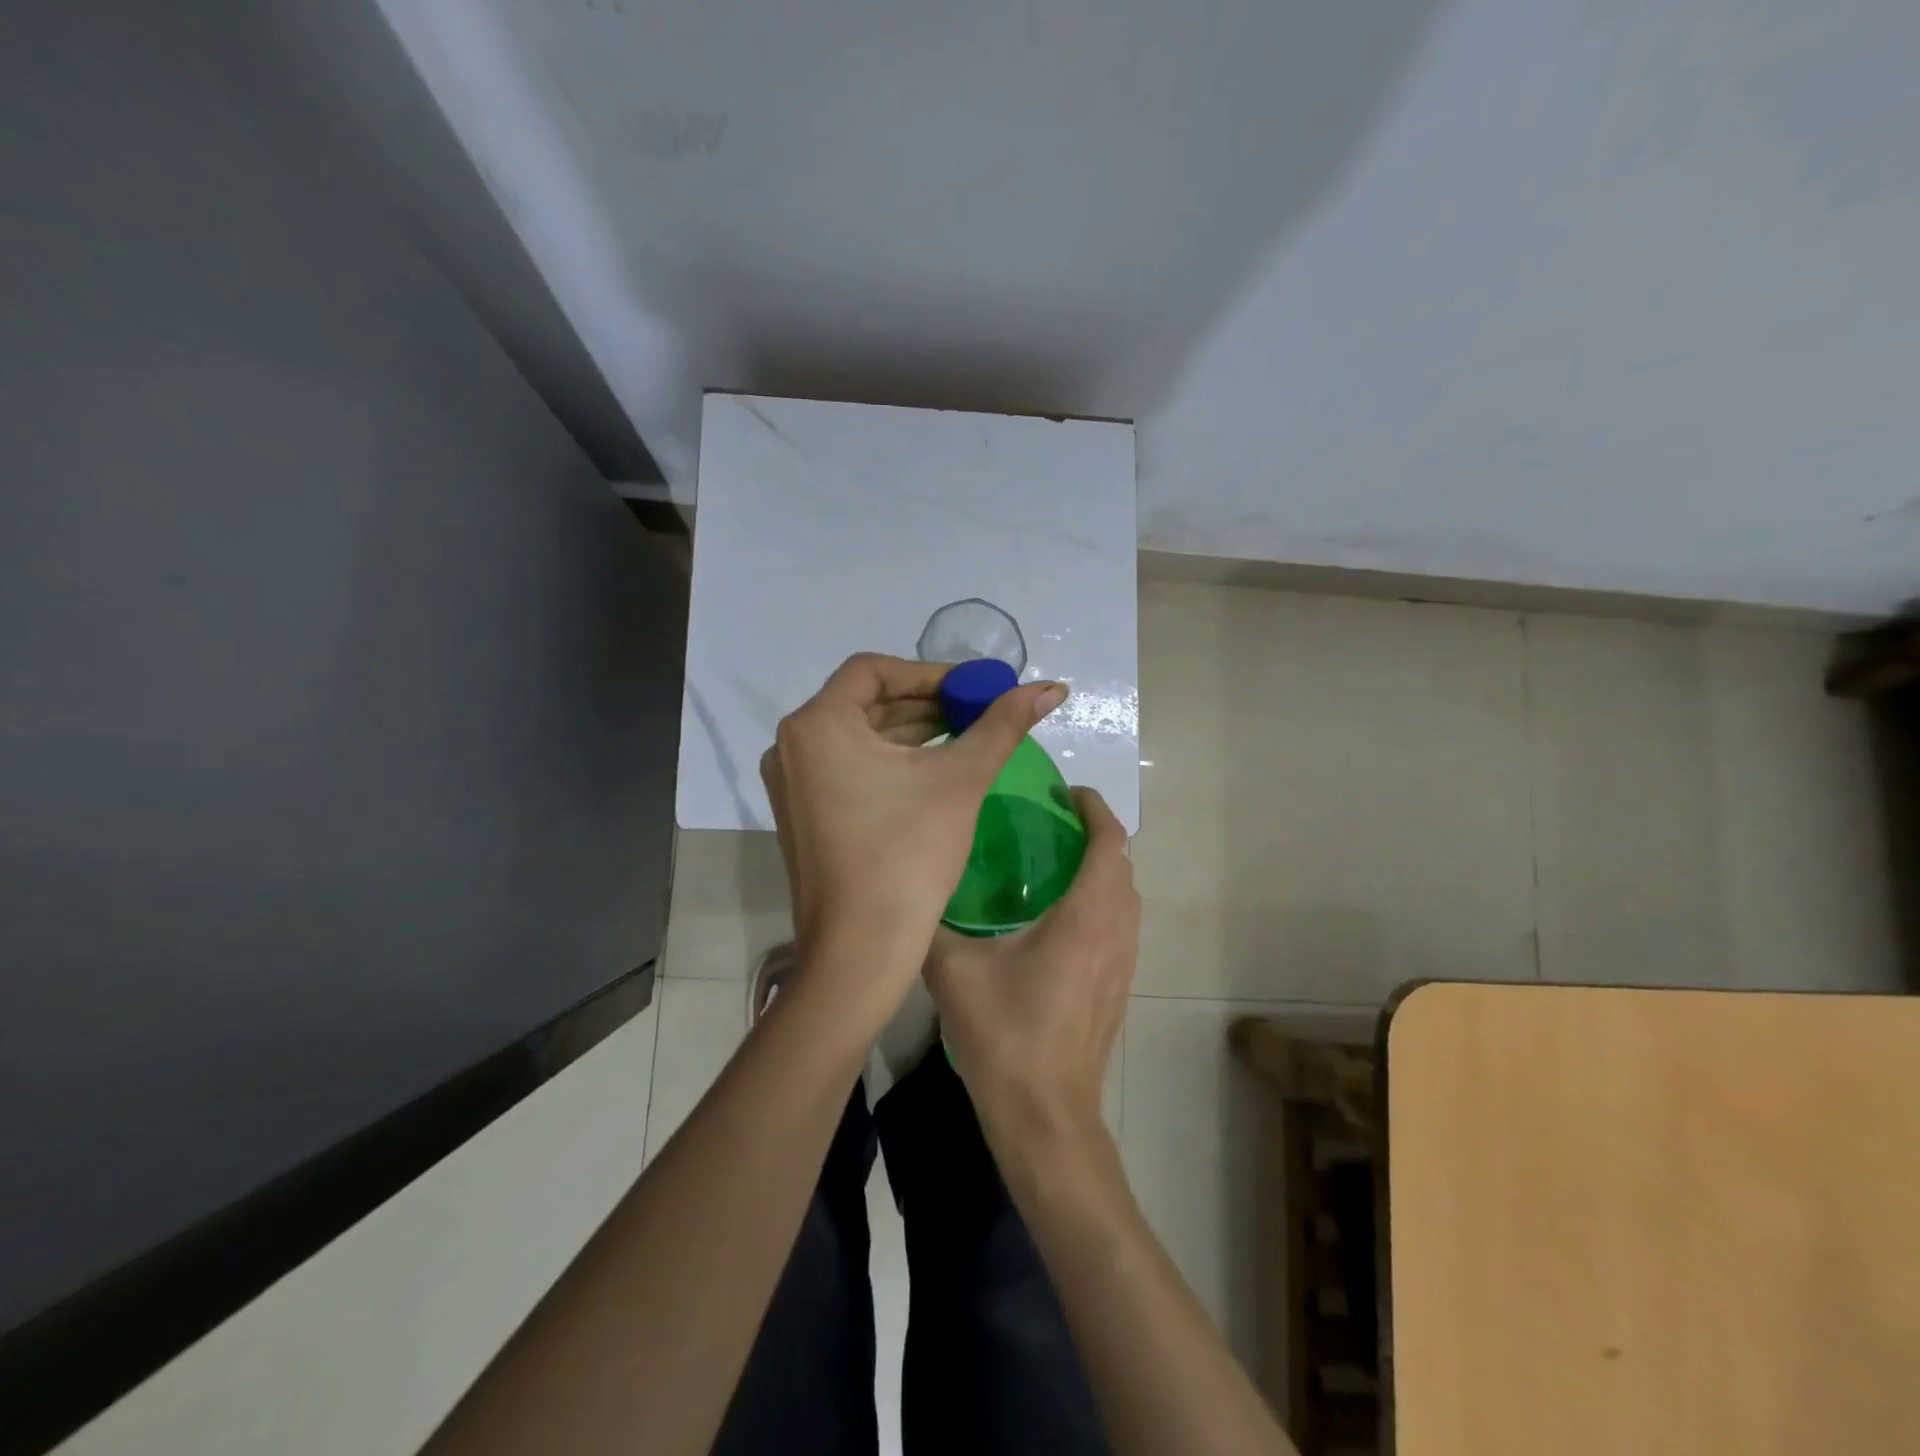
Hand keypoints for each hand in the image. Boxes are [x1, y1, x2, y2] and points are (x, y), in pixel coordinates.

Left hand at [760, 652, 1067, 987]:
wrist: (860, 951)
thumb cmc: (908, 855)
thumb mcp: (961, 780)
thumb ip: (1004, 724)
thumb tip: (1053, 687)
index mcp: (816, 724)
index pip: (874, 670)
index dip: (931, 672)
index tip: (976, 687)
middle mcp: (791, 746)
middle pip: (866, 702)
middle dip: (926, 703)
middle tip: (979, 710)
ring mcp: (791, 783)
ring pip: (858, 737)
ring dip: (911, 733)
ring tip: (966, 737)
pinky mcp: (802, 814)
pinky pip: (848, 768)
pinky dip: (889, 762)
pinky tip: (932, 772)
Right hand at [923, 786, 1138, 1151]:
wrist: (1046, 1117)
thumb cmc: (1005, 1037)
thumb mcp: (954, 973)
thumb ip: (933, 925)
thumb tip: (910, 892)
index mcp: (1086, 916)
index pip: (1110, 840)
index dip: (1094, 808)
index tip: (1065, 793)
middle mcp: (1116, 931)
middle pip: (1122, 864)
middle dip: (1094, 834)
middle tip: (1048, 823)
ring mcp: (1124, 963)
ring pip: (1125, 896)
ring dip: (1101, 869)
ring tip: (1053, 862)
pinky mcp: (1119, 987)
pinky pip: (1120, 924)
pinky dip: (1101, 901)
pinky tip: (1057, 918)